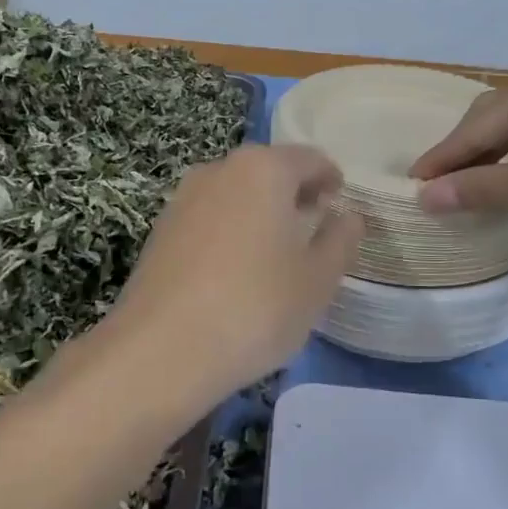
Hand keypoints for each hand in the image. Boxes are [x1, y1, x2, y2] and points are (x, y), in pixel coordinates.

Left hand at [111, 145, 363, 406]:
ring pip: (236, 194)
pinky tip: (235, 272)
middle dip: (294, 195)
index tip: (341, 204)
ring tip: (276, 254)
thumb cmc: (255, 307)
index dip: (331, 179)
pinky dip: (230, 232)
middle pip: (269, 171)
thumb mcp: (317, 279)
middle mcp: (220, 170)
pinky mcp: (160, 230)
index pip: (310, 159)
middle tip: (314, 230)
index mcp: (264, 169)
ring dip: (259, 213)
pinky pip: (209, 219)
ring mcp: (183, 198)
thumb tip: (347, 216)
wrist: (161, 350)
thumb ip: (340, 239)